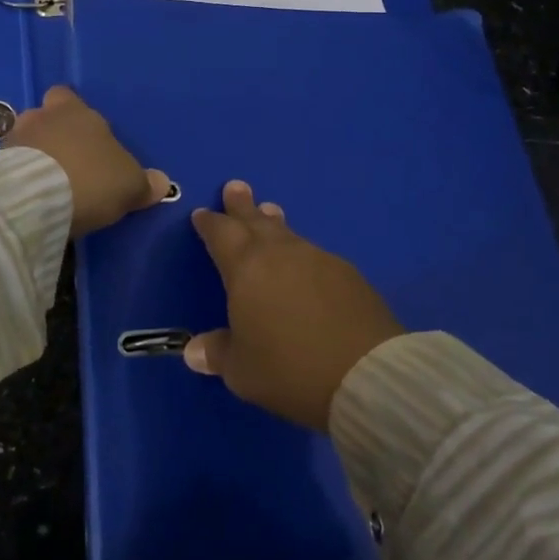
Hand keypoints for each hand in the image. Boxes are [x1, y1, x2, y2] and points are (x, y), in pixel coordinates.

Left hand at [2, 86, 167, 238]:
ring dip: (31, 157)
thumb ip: (144, 183)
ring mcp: (12, 139)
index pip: (67, 96)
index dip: (72, 113)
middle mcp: (40, 116)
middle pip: (43, 118)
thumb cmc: (92, 178)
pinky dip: (16, 178)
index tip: (83, 137)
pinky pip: (7, 167)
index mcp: (75, 110)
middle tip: (65, 163)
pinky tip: (29, 197)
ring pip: (23, 142)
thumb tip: (161, 183)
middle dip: (50, 136)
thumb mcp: (130, 185)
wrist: (39, 199)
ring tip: (45, 184)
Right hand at [186, 180, 404, 431]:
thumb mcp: (242, 371)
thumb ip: (217, 354)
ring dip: (273, 223)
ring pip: (288, 233)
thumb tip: (193, 350)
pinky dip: (300, 251)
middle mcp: (280, 253)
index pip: (221, 234)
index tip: (202, 213)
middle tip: (235, 186)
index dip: (210, 224)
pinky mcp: (347, 273)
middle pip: (255, 221)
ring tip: (268, 212)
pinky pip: (313, 253)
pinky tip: (303, 262)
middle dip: (242, 206)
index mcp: (246, 268)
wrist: (365, 373)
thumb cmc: (289, 369)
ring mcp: (317, 258)